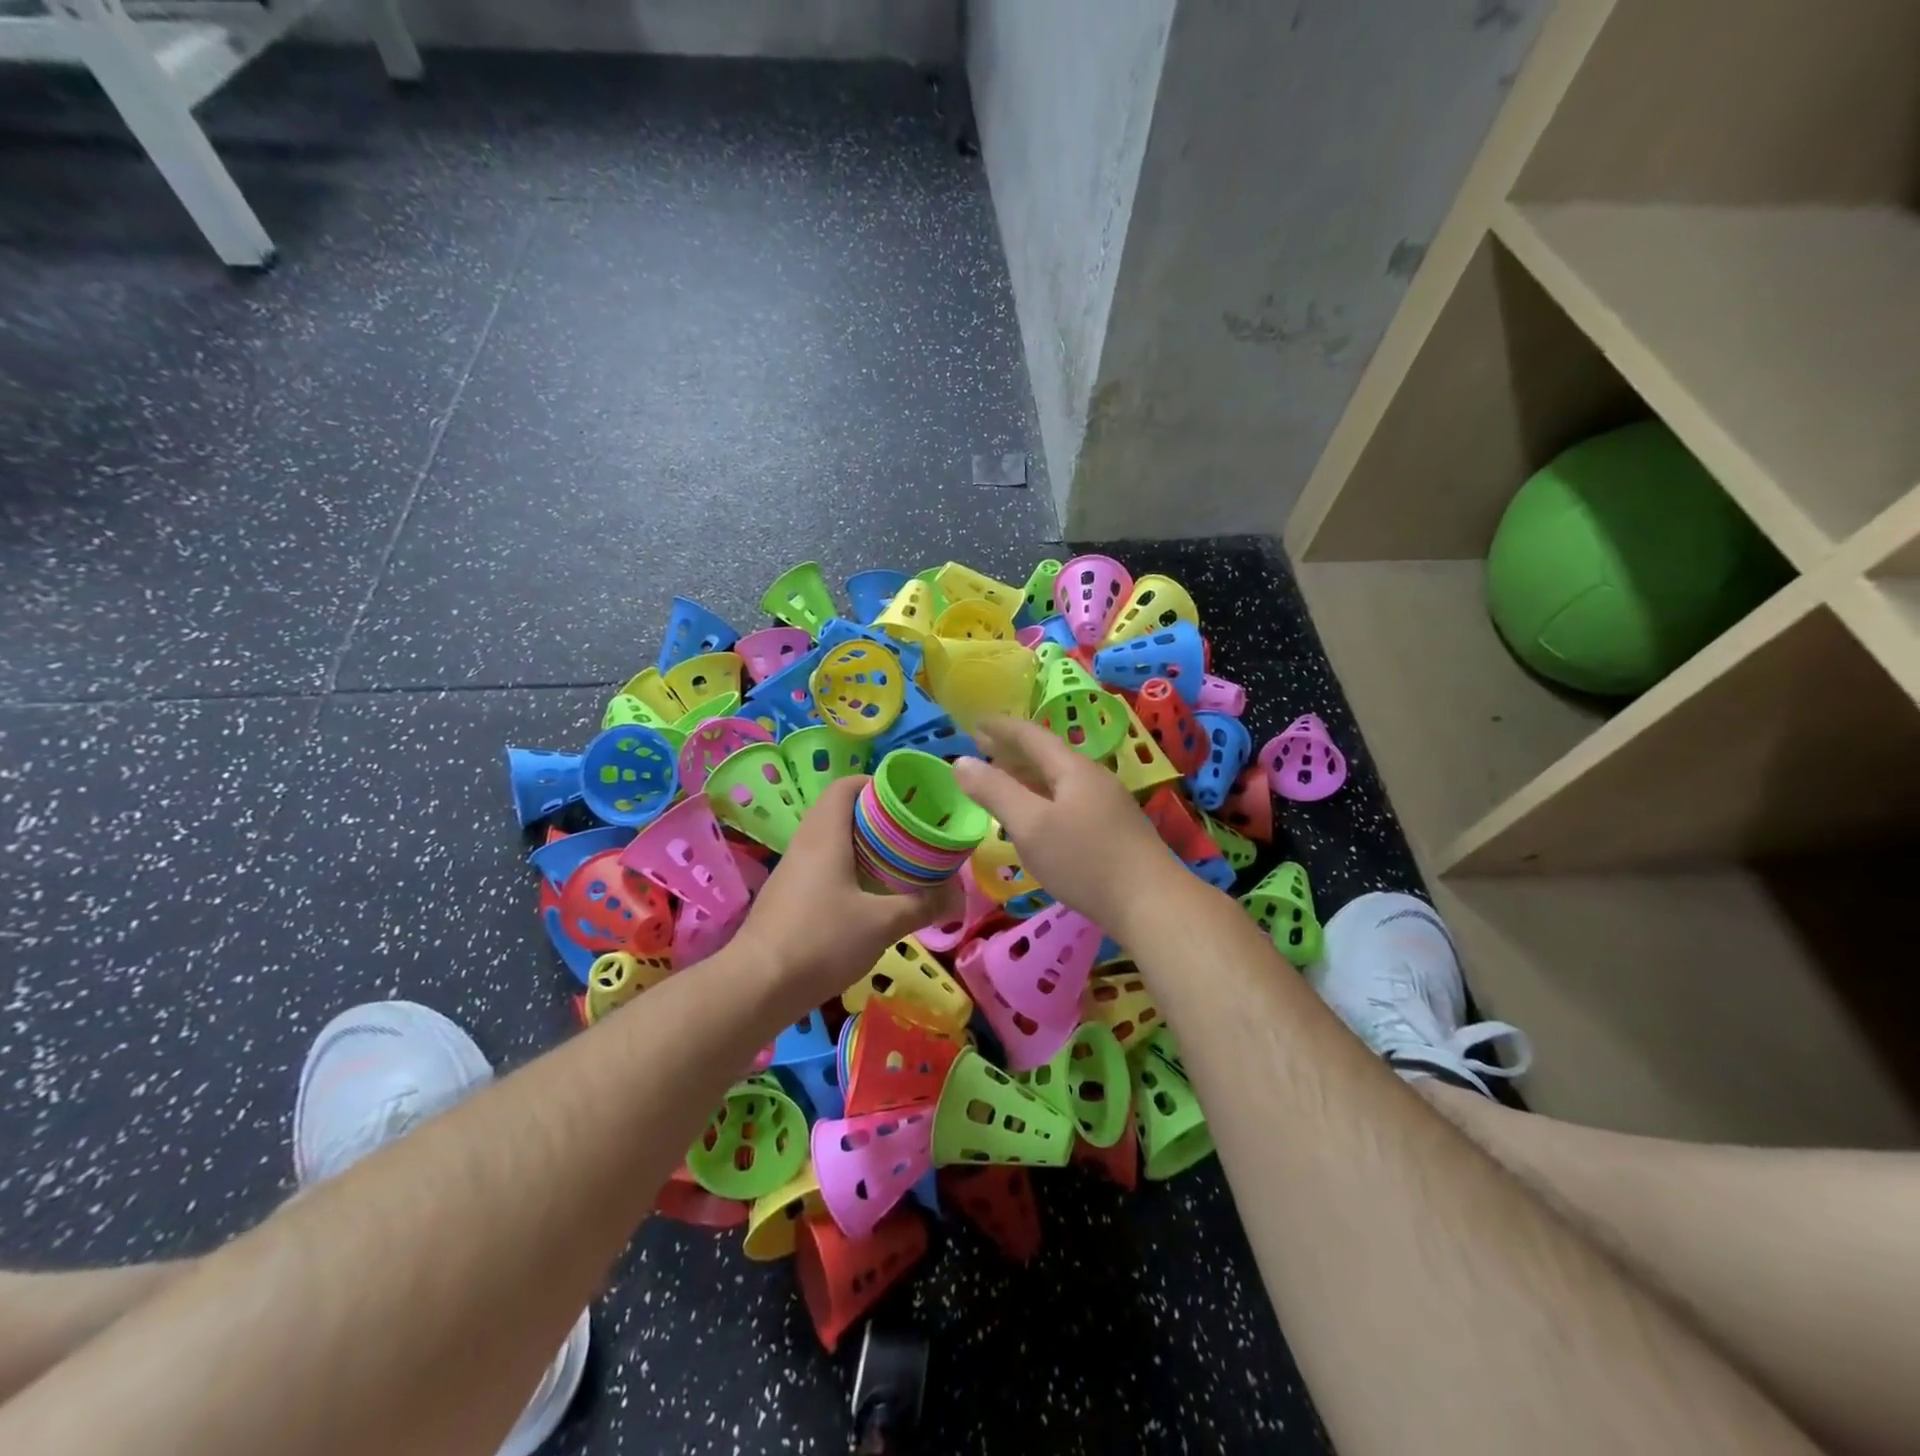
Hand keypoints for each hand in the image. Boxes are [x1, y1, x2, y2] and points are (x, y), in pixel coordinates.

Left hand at [735, 775, 961, 1005]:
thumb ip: (922, 905)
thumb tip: (958, 896)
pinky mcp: (787, 897)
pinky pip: (821, 867)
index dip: (876, 784)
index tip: (908, 800)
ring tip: (897, 862)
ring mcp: (791, 871)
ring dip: (862, 846)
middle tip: (911, 833)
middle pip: (840, 811)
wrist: (757, 987)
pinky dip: (847, 869)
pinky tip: (868, 895)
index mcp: (825, 834)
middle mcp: (805, 843)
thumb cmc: (821, 941)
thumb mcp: (882, 924)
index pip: (845, 786)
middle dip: (877, 817)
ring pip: (830, 841)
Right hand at [953, 716, 1176, 933]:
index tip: (975, 723)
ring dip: (1029, 775)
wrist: (1152, 904)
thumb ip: (995, 792)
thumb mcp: (1030, 826)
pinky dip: (1044, 797)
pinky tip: (1038, 817)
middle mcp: (1094, 778)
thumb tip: (961, 762)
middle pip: (1048, 755)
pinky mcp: (1115, 830)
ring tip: (1004, 781)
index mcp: (1073, 769)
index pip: (1031, 736)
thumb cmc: (1085, 861)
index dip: (1001, 728)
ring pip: (1060, 779)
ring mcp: (1109, 804)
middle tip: (983, 750)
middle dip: (1013, 751)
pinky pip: (1069, 800)